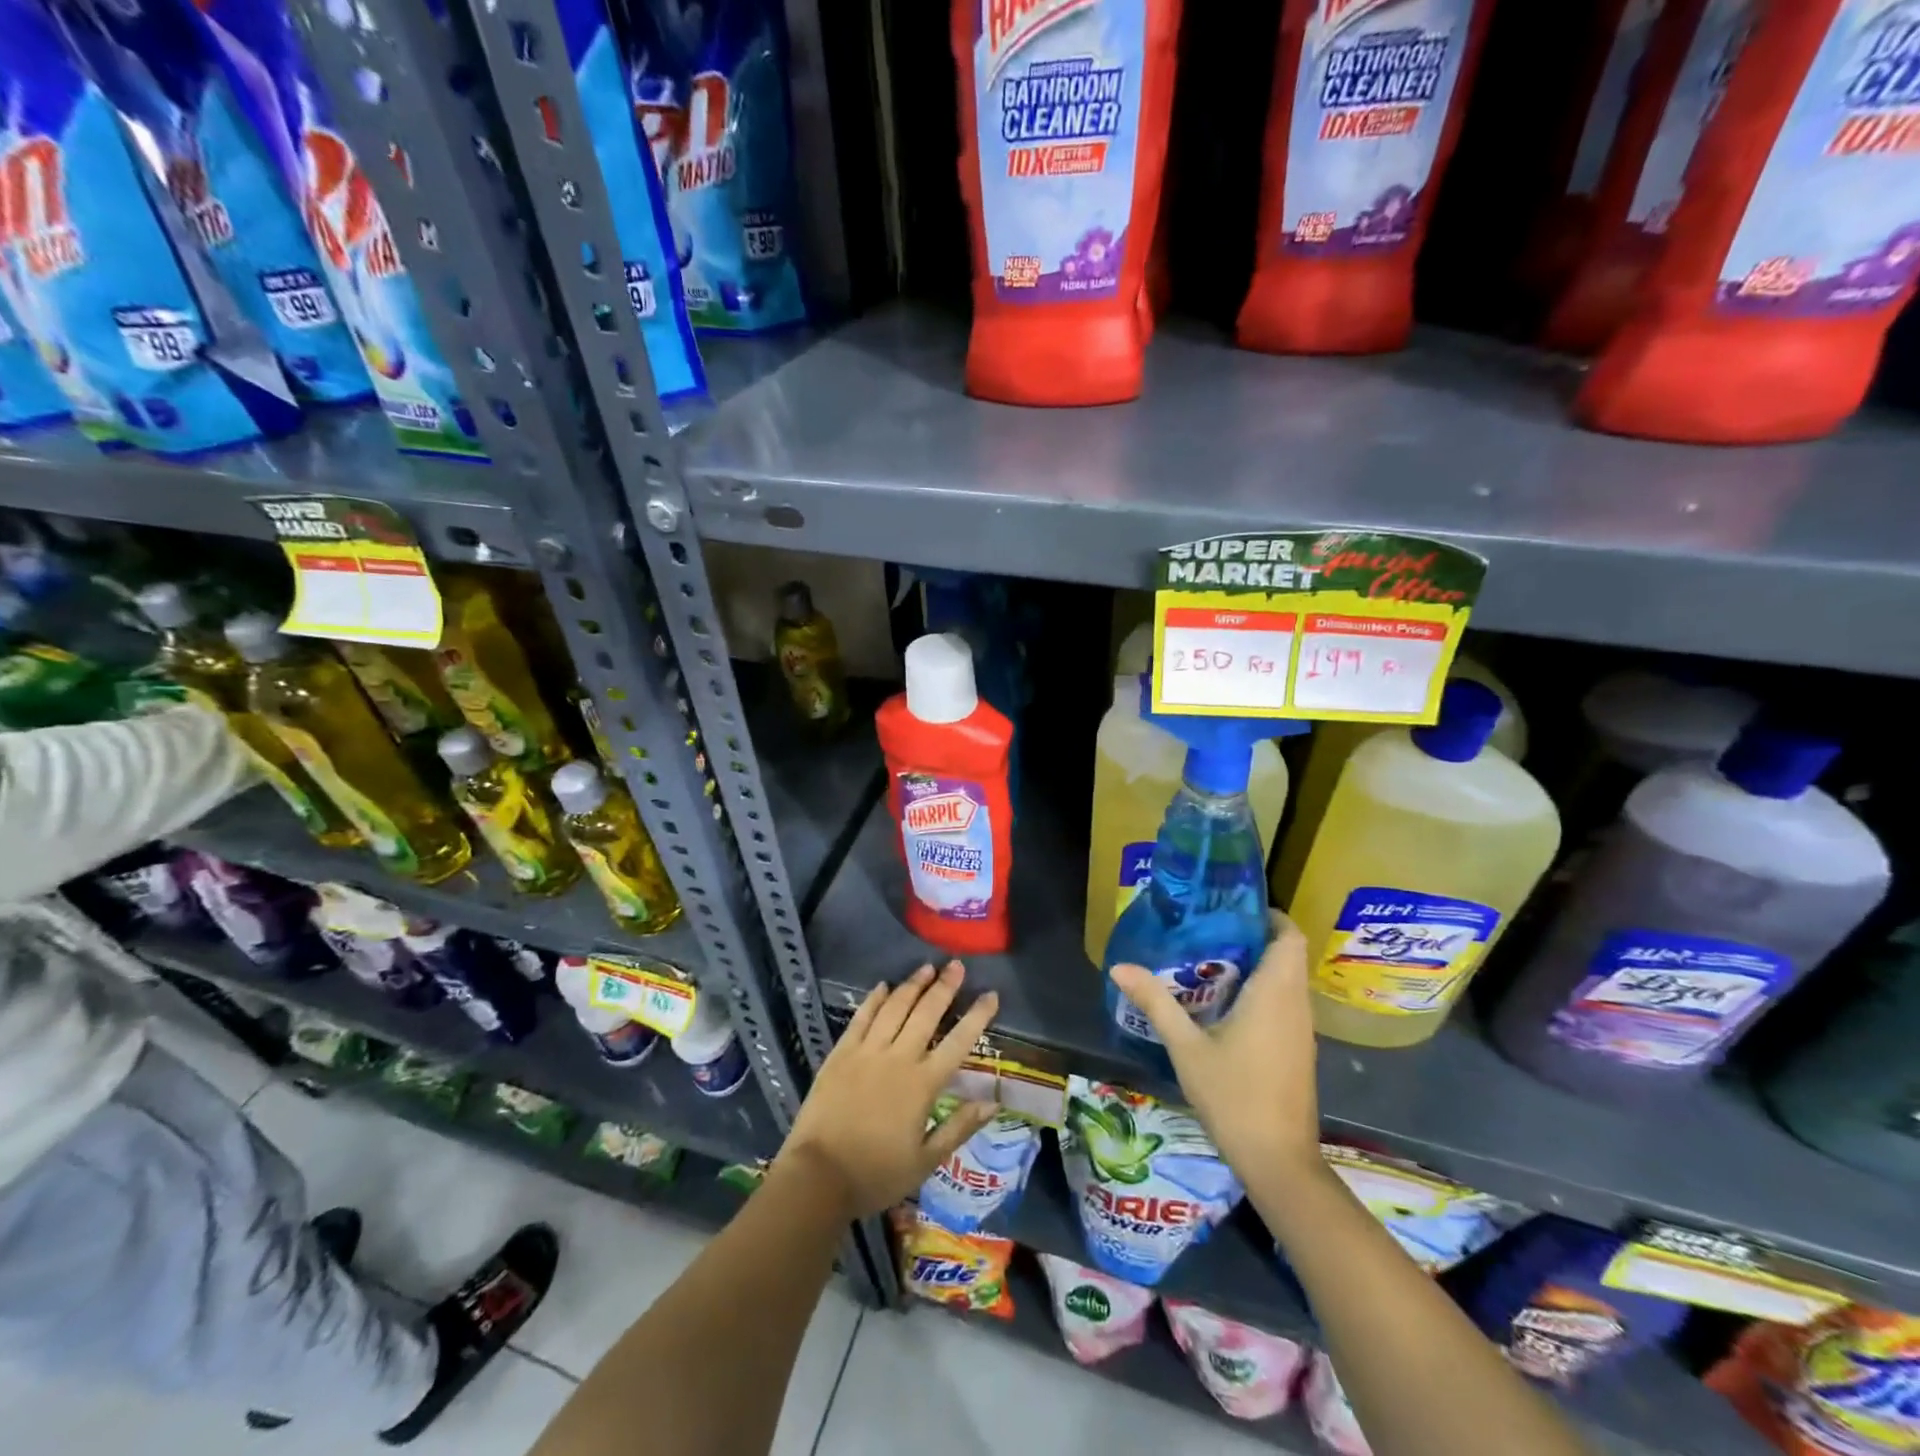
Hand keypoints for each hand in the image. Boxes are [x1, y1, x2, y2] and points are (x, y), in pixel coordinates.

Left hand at [778, 961, 999, 1218]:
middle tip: (957, 965)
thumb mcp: (925, 1161)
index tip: (990, 994)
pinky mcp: (841, 1053)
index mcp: (923, 1084)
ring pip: (895, 1008)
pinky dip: (874, 999)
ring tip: (927, 967)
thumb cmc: (876, 1174)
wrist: (818, 1176)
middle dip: (944, 986)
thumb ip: (959, 1127)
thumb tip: (993, 1101)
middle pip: (926, 1013)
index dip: (977, 1016)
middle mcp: (898, 1058)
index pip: (958, 1041)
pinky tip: (883, 986)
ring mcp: (867, 1052)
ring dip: (913, 985)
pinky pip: (861, 1018)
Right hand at [1108, 913, 1321, 1180]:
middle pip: (1287, 954)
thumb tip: (1119, 967)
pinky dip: (1261, 991)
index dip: (1269, 915)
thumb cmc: (1234, 1096)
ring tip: (1208, 959)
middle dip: (1253, 936)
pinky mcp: (1297, 1050)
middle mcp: (1295, 1004)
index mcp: (1275, 993)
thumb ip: (1156, 1002)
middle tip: (1209, 929)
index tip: (1232, 907)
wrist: (1278, 1161)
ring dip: (1257, 965)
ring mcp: (1301, 1030)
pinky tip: (1223, 1003)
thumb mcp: (1186, 1047)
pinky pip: (1284, 1003)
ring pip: (1287, 980)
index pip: (1290, 936)